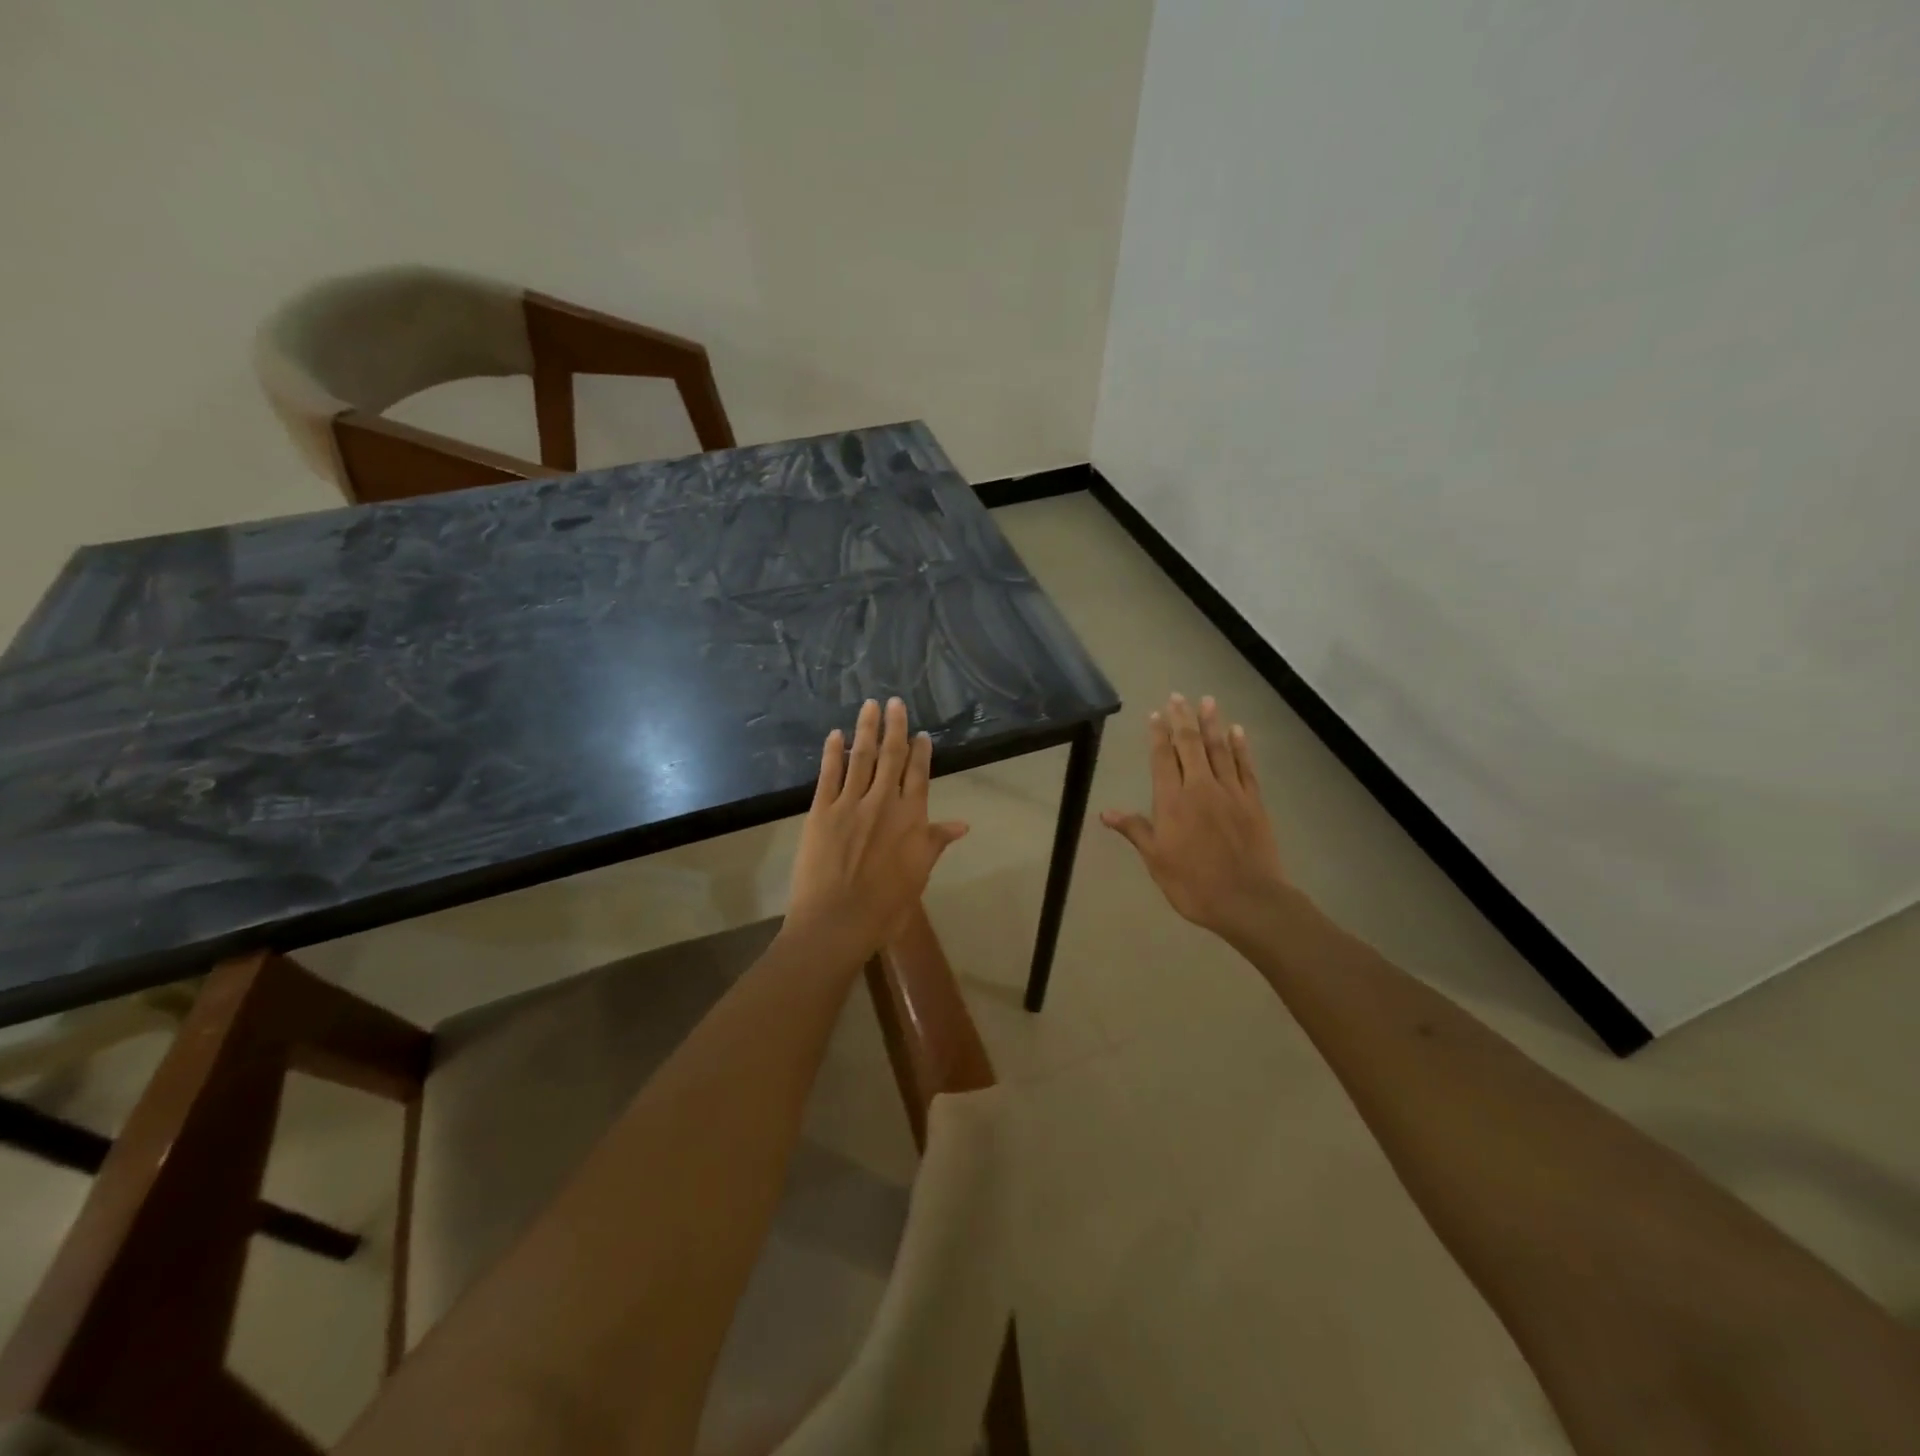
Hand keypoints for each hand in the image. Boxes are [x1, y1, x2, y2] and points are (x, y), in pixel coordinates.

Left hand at [785, 697, 969, 957]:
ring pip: (861, 757)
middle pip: (891, 756)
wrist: (837, 922)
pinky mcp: (821, 811)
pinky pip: (828, 775)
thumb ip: (935, 843)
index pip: (919, 775)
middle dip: (894, 727)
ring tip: (869, 705)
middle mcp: (883, 802)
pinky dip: (832, 753)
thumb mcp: (919, 875)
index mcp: (911, 818)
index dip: (921, 752)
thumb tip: (962, 824)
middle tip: (894, 701)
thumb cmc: (885, 907)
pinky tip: (835, 735)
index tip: (922, 733)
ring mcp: (850, 804)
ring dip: (866, 729)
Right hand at [1101, 693, 1288, 939]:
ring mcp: (1230, 792)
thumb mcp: (1156, 860)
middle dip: (1182, 719)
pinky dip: (1240, 746)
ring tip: (1207, 701)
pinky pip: (1245, 766)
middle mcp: (1200, 787)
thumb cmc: (1193, 884)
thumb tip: (1105, 813)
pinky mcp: (1253, 801)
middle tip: (1178, 696)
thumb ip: (1135, 830)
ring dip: (1212, 723)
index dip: (1158, 735)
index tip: (1156, 714)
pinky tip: (1237, 731)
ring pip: (1219, 749)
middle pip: (1190, 745)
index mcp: (1172, 801)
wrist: (1248, 900)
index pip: (1162, 759)